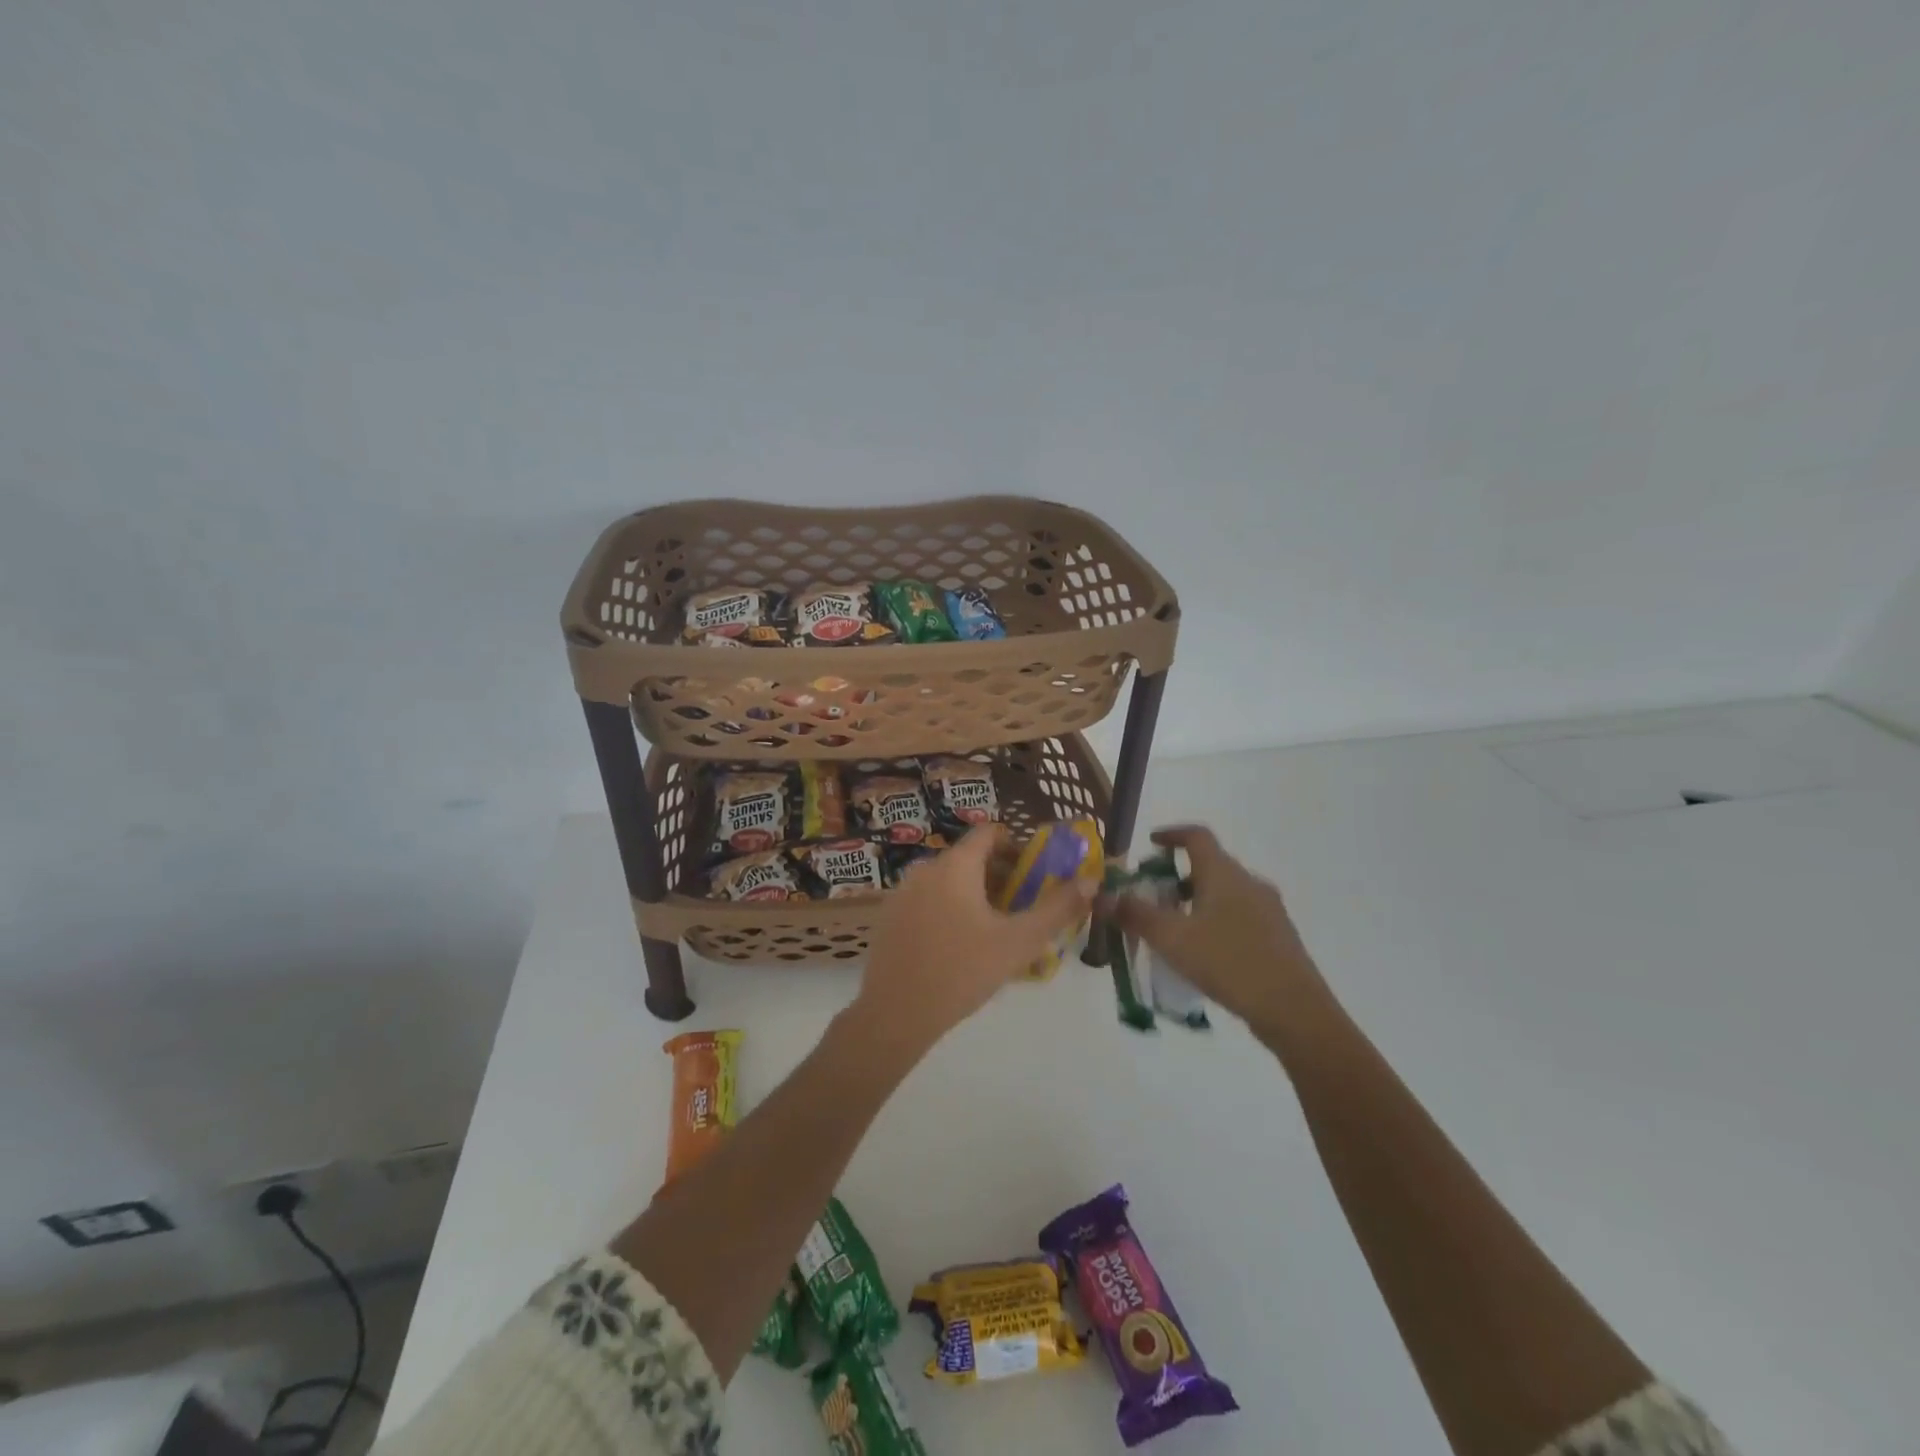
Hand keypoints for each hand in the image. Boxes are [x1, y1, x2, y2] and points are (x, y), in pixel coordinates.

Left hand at [855, 825, 1094, 1051]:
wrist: (895, 1014)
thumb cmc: (962, 971)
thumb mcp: (1019, 942)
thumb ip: (1057, 908)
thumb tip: (1091, 880)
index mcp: (956, 865)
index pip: (989, 833)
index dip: (1017, 846)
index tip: (1035, 873)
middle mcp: (925, 868)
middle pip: (969, 858)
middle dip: (999, 876)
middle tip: (1021, 909)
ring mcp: (902, 892)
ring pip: (947, 881)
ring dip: (974, 895)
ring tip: (994, 931)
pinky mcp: (889, 917)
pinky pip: (927, 900)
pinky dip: (948, 910)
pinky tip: (958, 947)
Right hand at [1108, 825, 1334, 1041]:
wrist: (1294, 1010)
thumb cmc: (1228, 962)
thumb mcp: (1171, 938)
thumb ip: (1134, 915)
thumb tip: (1101, 896)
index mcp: (1224, 873)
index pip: (1196, 836)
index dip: (1172, 834)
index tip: (1151, 843)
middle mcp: (1249, 883)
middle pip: (1209, 866)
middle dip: (1177, 877)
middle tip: (1152, 897)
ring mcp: (1268, 910)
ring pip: (1224, 894)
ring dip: (1196, 902)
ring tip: (1173, 930)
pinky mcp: (1278, 937)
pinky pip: (1239, 917)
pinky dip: (1215, 922)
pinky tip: (1204, 954)